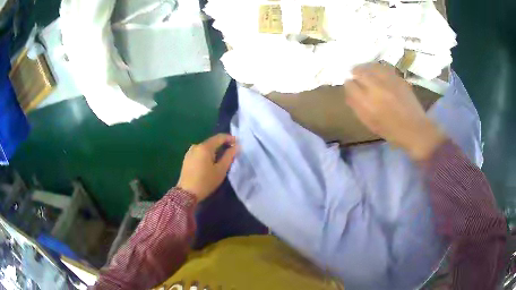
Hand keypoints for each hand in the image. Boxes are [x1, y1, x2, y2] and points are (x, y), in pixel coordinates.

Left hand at [177, 134, 237, 200]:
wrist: (187, 193)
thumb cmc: (206, 181)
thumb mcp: (221, 170)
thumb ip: (229, 156)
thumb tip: (236, 146)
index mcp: (205, 147)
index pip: (219, 137)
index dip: (230, 138)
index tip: (238, 142)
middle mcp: (196, 146)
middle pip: (212, 142)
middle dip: (222, 145)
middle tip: (232, 151)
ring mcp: (190, 152)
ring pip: (205, 148)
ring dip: (214, 150)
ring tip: (222, 158)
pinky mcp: (187, 159)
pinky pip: (200, 153)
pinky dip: (207, 154)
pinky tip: (211, 162)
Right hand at [344, 63, 445, 160]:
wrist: (415, 129)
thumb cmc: (391, 130)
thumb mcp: (369, 123)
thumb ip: (356, 106)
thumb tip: (349, 92)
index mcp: (366, 102)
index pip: (350, 84)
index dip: (349, 84)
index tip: (351, 86)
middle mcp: (376, 88)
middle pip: (359, 71)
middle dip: (355, 72)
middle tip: (355, 74)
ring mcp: (388, 81)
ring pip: (371, 66)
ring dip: (366, 67)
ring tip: (366, 71)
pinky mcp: (398, 78)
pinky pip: (383, 67)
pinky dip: (377, 68)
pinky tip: (378, 71)